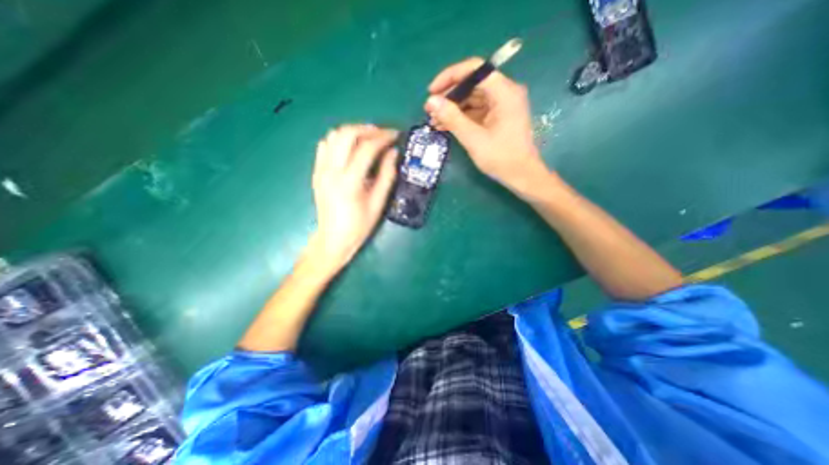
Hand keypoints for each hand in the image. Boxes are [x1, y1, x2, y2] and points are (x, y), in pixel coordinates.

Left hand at [313, 123, 398, 271]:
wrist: (333, 238)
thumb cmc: (359, 225)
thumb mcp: (378, 203)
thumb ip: (387, 176)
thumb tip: (394, 153)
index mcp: (349, 181)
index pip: (367, 148)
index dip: (383, 138)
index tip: (395, 135)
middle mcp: (331, 171)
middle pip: (347, 134)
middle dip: (368, 129)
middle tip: (383, 134)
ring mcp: (320, 170)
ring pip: (334, 135)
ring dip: (353, 132)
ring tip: (369, 138)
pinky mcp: (316, 171)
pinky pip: (325, 145)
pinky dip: (339, 140)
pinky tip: (350, 147)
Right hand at [427, 56, 548, 195]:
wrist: (521, 176)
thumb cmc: (501, 158)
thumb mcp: (473, 139)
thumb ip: (452, 118)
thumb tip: (431, 101)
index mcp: (504, 92)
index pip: (474, 69)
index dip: (450, 77)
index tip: (432, 92)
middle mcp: (505, 93)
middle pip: (472, 84)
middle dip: (449, 96)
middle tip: (430, 110)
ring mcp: (502, 105)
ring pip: (473, 98)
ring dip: (453, 108)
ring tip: (434, 121)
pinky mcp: (498, 117)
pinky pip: (477, 110)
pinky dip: (461, 117)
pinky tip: (446, 125)